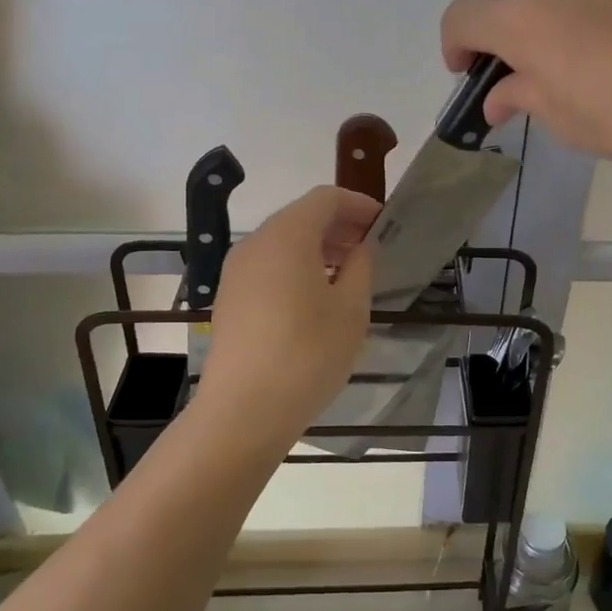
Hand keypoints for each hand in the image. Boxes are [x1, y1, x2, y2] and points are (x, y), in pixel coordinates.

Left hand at [195, 185, 377, 443]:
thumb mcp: (350, 310)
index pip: (325, 198)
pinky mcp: (229, 297)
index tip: (383, 223)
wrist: (243, 412)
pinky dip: (295, 266)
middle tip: (370, 247)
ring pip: (282, 241)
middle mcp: (255, 243)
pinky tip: (315, 296)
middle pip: (301, 216)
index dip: (357, 204)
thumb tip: (361, 247)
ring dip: (317, 247)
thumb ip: (361, 268)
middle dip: (338, 225)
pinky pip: (267, 265)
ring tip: (348, 272)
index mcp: (287, 236)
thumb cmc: (307, 355)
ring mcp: (236, 271)